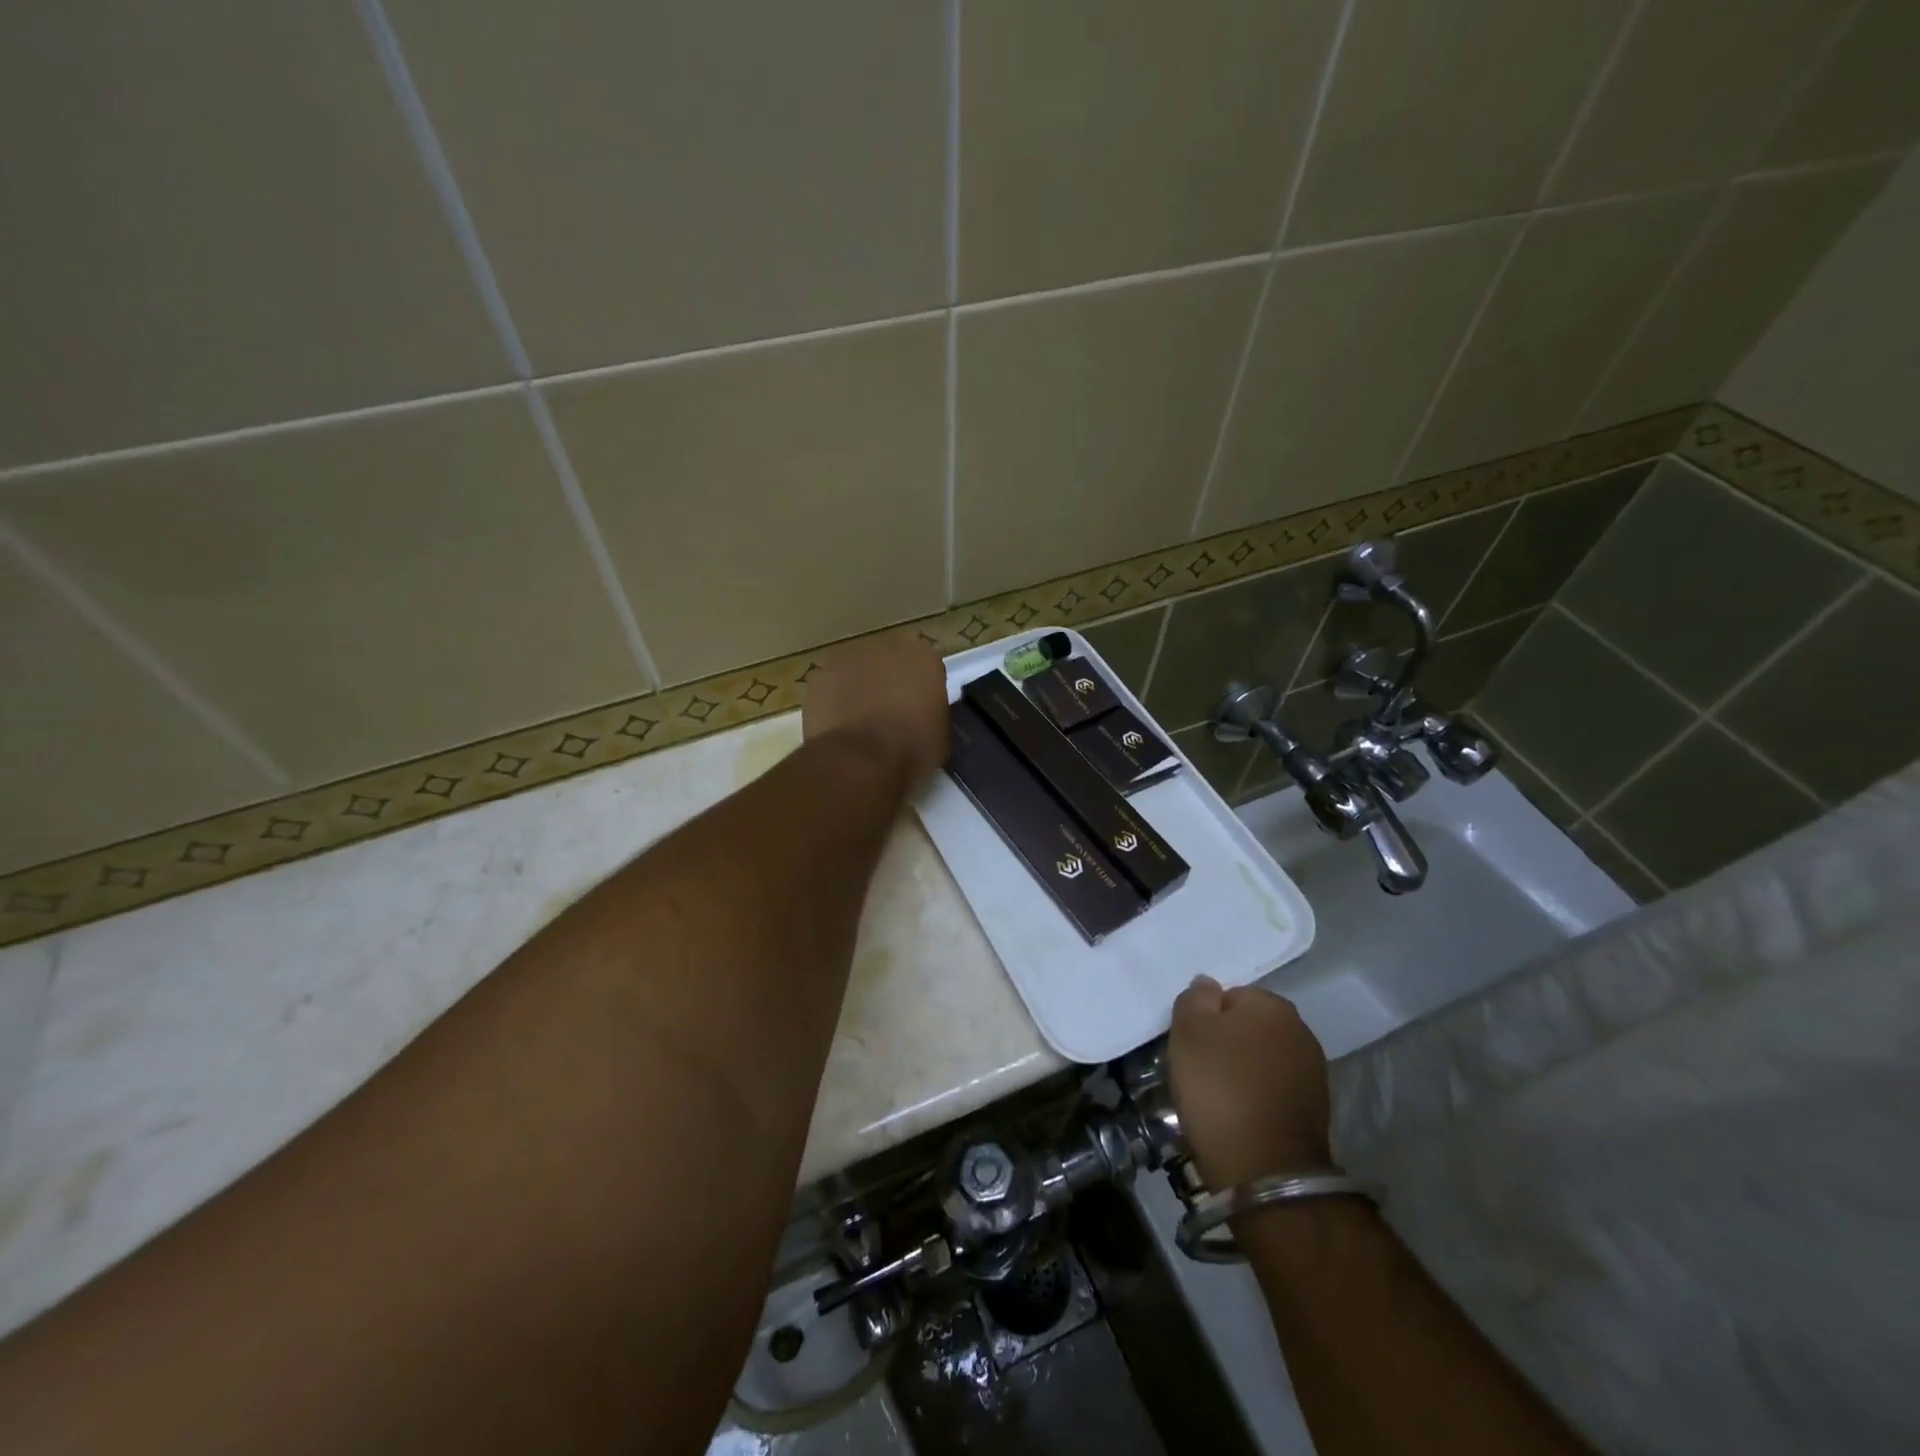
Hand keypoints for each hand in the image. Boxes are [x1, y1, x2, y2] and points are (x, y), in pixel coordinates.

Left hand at [802, 631, 949, 785]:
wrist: (860, 760)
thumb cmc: (911, 750)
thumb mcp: (941, 735)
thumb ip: (932, 712)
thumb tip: (921, 716)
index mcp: (923, 657)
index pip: (927, 665)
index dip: (922, 689)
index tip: (920, 710)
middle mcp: (887, 647)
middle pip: (890, 662)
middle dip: (890, 682)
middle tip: (890, 715)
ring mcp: (848, 659)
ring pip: (858, 671)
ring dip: (860, 689)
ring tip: (860, 724)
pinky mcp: (820, 676)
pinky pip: (832, 687)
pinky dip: (834, 701)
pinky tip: (838, 727)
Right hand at [1168, 977, 1331, 1187]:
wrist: (1264, 1168)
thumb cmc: (1219, 1087)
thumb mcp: (1188, 1031)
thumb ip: (1195, 998)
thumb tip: (1208, 985)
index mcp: (1271, 1005)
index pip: (1229, 996)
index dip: (1206, 1019)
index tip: (1192, 1046)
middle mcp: (1300, 1030)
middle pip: (1249, 1026)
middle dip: (1227, 1042)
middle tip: (1201, 1070)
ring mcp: (1313, 1071)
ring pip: (1263, 1058)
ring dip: (1244, 1070)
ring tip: (1219, 1097)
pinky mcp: (1316, 1108)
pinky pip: (1274, 1088)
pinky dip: (1258, 1096)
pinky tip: (1240, 1115)